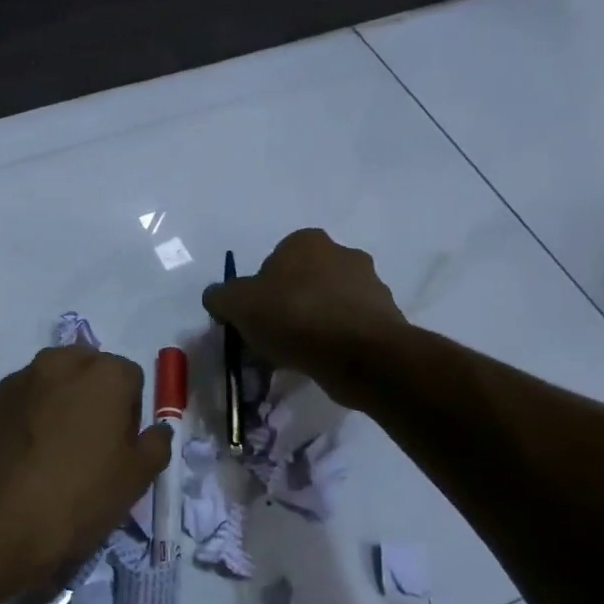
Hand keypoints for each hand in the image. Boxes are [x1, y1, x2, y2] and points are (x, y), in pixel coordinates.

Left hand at [0, 346, 172, 591]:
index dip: (130, 412)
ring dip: (57, 404)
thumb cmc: (79, 498)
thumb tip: (157, 430)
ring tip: (52, 452)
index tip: (121, 446)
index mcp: (103, 374)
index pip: (130, 378)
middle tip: (89, 444)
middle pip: (86, 370)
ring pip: (49, 383)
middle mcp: (58, 364)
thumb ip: (155, 444)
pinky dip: (26, 418)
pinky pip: (18, 403)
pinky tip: (23, 458)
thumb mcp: (136, 479)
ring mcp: (17, 381)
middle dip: (92, 397)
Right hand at [202, 229, 409, 406]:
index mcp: (306, 241)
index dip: (258, 291)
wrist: (361, 353)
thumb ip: (220, 296)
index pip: (273, 261)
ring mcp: (370, 284)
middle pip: (301, 282)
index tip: (253, 318)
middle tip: (271, 337)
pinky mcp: (386, 316)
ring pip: (326, 305)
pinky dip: (333, 341)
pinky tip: (320, 362)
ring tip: (295, 356)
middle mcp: (342, 253)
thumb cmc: (294, 316)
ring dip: (312, 324)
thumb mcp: (237, 304)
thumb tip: (217, 297)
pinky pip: (347, 327)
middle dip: (287, 306)